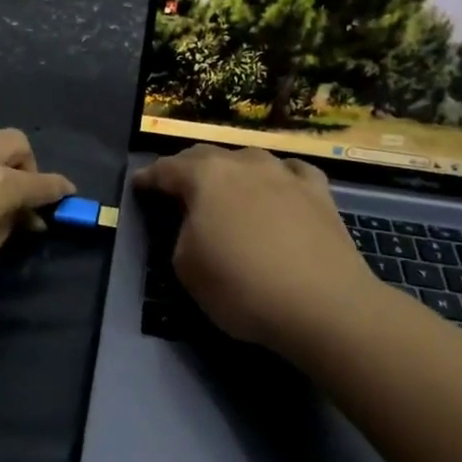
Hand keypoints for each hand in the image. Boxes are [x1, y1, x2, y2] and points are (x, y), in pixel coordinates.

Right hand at [133, 145, 379, 356]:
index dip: (148, 178)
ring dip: (230, 170)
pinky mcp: (318, 191)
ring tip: (225, 187)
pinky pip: (290, 172)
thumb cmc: (241, 287)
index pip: (165, 169)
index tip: (138, 185)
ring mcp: (284, 173)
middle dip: (185, 168)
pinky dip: (276, 177)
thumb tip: (193, 222)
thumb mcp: (186, 267)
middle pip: (205, 156)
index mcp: (204, 177)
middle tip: (174, 186)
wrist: (323, 305)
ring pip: (248, 159)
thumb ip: (181, 233)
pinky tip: (278, 187)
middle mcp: (243, 163)